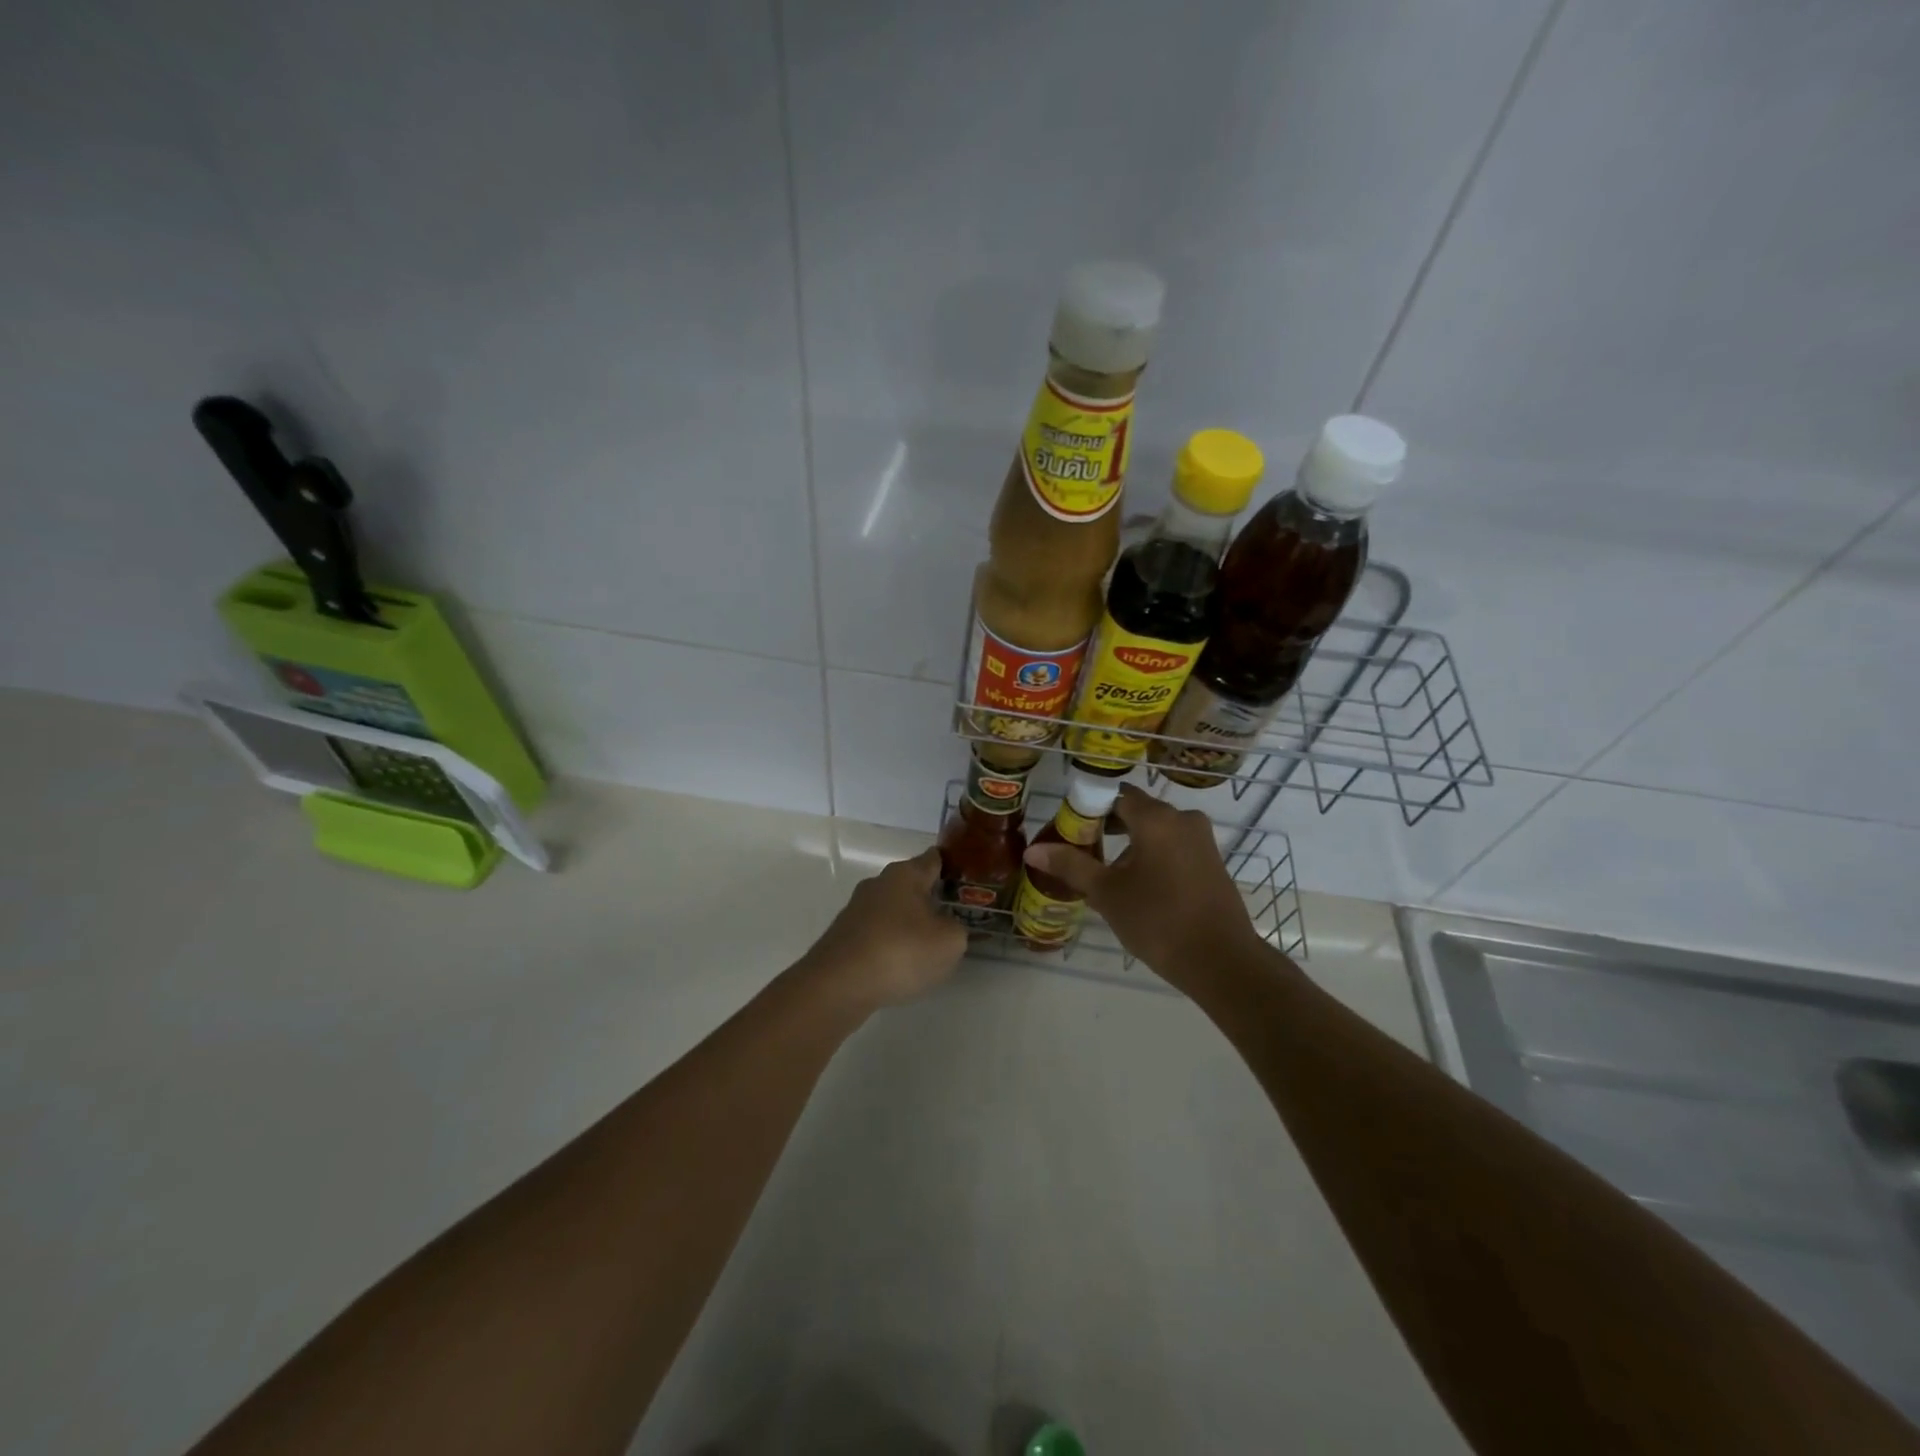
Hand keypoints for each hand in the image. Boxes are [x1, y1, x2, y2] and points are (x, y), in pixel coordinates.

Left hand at [798, 848, 968, 1012]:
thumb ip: (956, 929)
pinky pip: (876, 933)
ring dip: (907, 923)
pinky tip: (898, 966)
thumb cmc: (901, 951)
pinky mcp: (843, 936)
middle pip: (910, 884)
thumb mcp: (949, 942)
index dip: (950, 866)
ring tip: (926, 947)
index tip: (965, 878)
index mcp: (906, 874)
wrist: (839, 984)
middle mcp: (878, 883)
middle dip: (929, 898)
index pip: (933, 859)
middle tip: (951, 918)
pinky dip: (889, 944)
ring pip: (891, 910)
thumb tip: (945, 926)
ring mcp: (856, 909)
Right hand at [1023, 783, 1265, 986]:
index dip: (1088, 808)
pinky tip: (1138, 886)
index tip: (1069, 830)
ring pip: (1156, 830)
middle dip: (1107, 827)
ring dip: (1130, 844)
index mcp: (1156, 818)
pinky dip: (1153, 856)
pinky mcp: (1212, 862)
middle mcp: (1183, 819)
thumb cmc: (1158, 920)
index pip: (1114, 795)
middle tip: (1081, 851)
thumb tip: (1033, 850)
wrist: (1221, 961)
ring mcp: (1202, 840)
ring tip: (1106, 874)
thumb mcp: (1107, 893)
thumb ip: (1070, 865)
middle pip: (1136, 811)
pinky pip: (1174, 847)